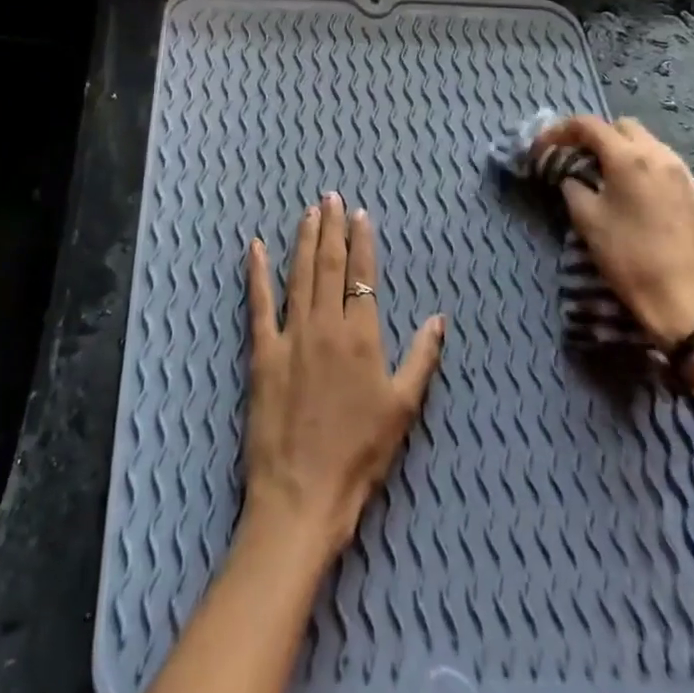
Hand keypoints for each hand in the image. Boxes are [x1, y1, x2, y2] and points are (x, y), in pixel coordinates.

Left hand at [241, 193, 446, 568]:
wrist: (303, 494)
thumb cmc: (360, 455)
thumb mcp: (403, 409)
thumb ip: (422, 358)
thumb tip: (439, 318)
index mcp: (362, 336)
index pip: (363, 276)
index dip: (362, 242)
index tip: (361, 215)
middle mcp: (326, 324)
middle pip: (329, 265)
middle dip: (332, 228)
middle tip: (331, 197)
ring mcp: (291, 335)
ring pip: (299, 274)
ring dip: (303, 240)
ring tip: (308, 212)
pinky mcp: (262, 352)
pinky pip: (259, 304)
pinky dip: (256, 273)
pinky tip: (254, 247)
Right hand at [533, 116, 693, 350]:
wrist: (692, 307)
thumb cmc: (631, 261)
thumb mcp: (587, 222)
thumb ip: (574, 188)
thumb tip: (573, 177)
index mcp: (629, 159)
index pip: (589, 125)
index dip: (561, 130)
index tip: (546, 146)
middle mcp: (664, 159)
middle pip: (626, 127)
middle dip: (600, 136)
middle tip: (583, 160)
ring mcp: (692, 179)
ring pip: (656, 148)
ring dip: (631, 155)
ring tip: (617, 182)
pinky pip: (678, 176)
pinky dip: (656, 180)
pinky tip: (650, 207)